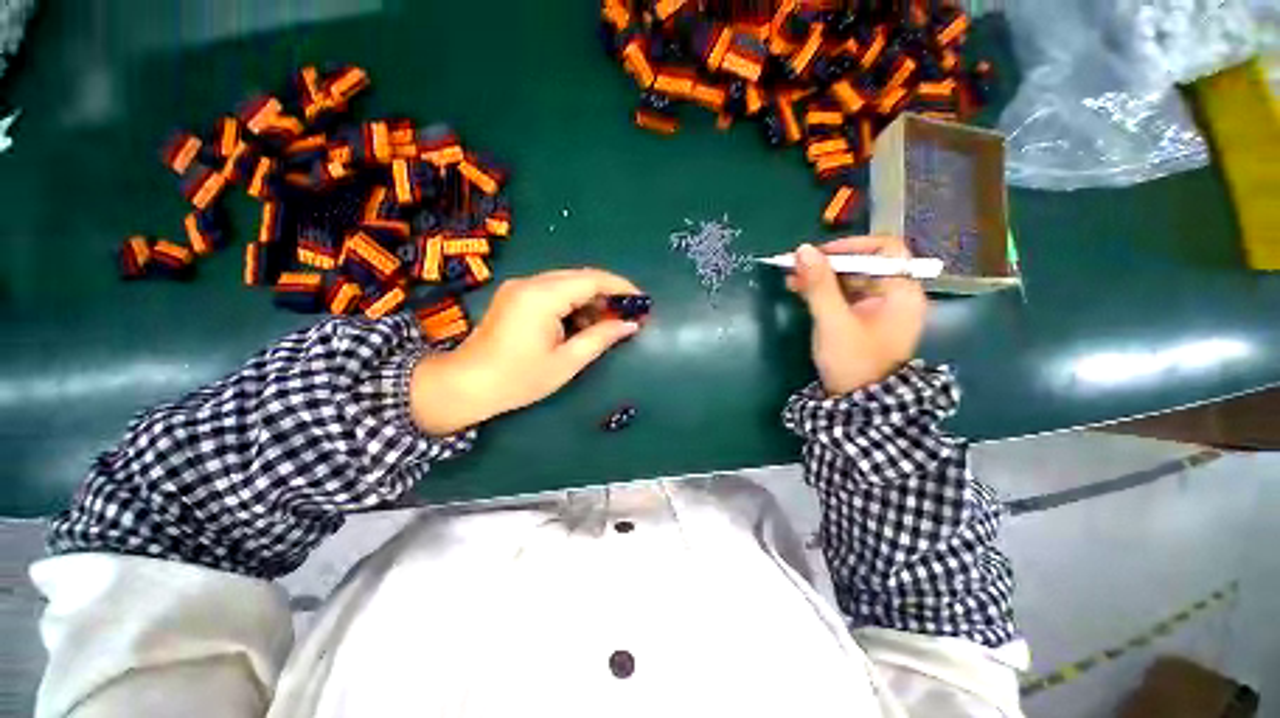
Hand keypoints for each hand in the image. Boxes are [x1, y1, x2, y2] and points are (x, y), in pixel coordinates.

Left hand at [410, 269, 642, 433]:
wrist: (466, 386)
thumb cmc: (518, 379)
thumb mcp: (566, 362)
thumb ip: (601, 338)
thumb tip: (630, 325)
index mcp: (542, 297)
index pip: (591, 280)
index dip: (620, 287)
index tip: (641, 300)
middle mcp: (531, 283)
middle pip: (580, 278)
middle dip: (607, 294)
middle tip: (628, 315)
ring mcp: (520, 288)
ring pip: (567, 284)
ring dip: (590, 300)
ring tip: (608, 324)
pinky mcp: (516, 296)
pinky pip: (553, 292)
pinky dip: (573, 304)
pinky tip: (582, 324)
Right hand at [787, 236, 927, 394]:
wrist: (857, 403)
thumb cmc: (853, 361)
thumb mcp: (833, 321)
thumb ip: (819, 285)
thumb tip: (802, 250)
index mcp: (901, 292)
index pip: (885, 250)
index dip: (851, 246)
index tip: (818, 254)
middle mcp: (894, 295)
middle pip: (863, 265)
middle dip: (827, 263)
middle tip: (795, 265)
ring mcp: (877, 309)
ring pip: (849, 280)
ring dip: (820, 277)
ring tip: (790, 277)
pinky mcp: (862, 319)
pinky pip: (843, 296)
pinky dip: (822, 291)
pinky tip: (798, 289)